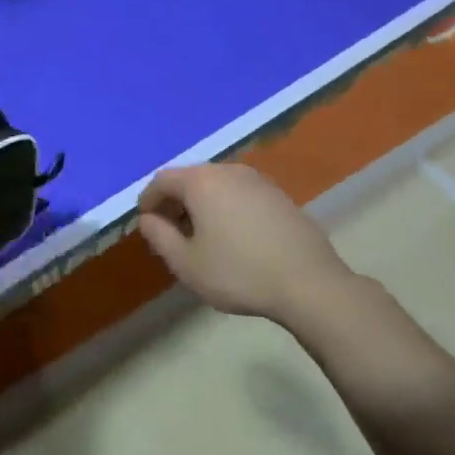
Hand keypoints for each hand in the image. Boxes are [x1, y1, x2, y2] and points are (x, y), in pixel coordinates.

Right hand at [138, 164, 352, 324]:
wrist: (309, 283)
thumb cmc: (239, 273)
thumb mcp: (187, 264)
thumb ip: (159, 237)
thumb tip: (147, 219)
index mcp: (202, 181)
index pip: (163, 180)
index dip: (149, 200)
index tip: (145, 223)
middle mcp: (229, 171)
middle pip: (191, 178)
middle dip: (175, 201)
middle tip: (170, 231)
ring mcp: (258, 180)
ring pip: (217, 185)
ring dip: (202, 204)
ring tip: (201, 236)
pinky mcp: (279, 195)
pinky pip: (240, 194)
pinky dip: (227, 207)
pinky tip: (233, 236)